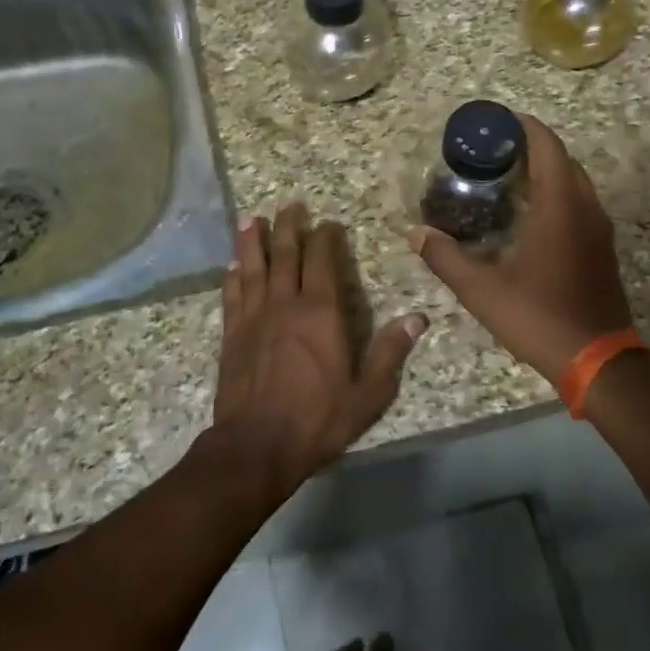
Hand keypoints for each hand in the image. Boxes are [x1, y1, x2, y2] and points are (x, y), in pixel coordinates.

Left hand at [207, 202, 428, 494]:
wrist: (256, 445)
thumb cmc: (317, 419)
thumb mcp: (368, 393)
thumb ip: (390, 353)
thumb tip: (417, 318)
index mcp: (321, 313)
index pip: (323, 262)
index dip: (325, 238)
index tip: (328, 223)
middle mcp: (285, 305)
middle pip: (285, 255)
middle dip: (289, 227)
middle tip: (289, 204)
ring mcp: (253, 318)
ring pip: (253, 268)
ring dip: (253, 242)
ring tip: (253, 220)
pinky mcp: (231, 335)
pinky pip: (232, 296)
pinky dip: (232, 278)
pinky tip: (232, 267)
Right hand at [408, 115, 633, 383]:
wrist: (598, 361)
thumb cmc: (539, 317)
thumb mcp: (482, 290)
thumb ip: (446, 258)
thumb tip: (416, 234)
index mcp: (560, 207)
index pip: (548, 147)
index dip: (525, 127)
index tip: (496, 121)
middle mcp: (586, 209)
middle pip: (562, 161)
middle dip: (531, 148)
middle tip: (492, 151)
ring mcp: (599, 230)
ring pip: (573, 184)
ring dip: (544, 173)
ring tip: (504, 178)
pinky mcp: (601, 250)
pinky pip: (578, 205)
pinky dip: (554, 196)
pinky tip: (525, 216)